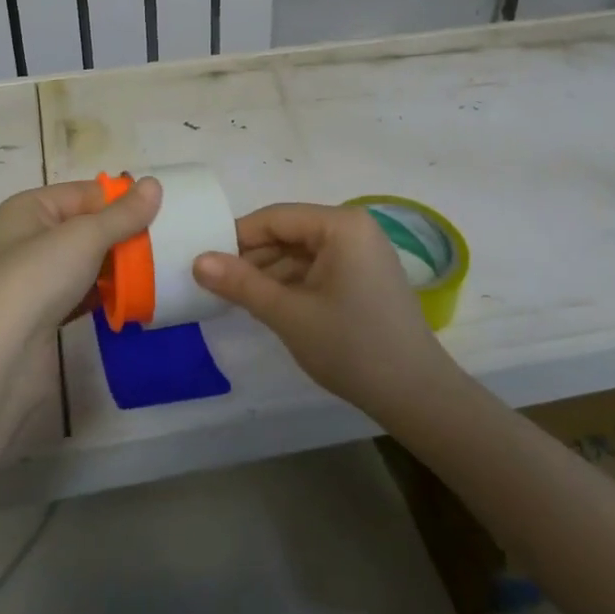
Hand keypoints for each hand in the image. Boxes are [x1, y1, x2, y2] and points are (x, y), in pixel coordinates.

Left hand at [0, 177, 161, 352]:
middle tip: (163, 244)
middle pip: (87, 227)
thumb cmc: (38, 279)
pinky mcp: (45, 313)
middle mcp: (29, 238)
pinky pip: (84, 293)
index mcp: (29, 208)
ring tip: (156, 270)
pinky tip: (134, 299)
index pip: (85, 193)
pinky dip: (107, 294)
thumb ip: (123, 213)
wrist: (0, 358)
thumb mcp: (85, 237)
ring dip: (119, 267)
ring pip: (88, 262)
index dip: (120, 201)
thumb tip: (154, 183)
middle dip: (123, 236)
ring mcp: (36, 278)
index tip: (160, 214)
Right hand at [194, 203, 459, 421]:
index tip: (204, 261)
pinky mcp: (364, 276)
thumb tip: (197, 260)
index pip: (275, 218)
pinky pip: (317, 268)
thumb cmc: (351, 346)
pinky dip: (291, 284)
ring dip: (269, 273)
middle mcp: (354, 228)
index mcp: (341, 225)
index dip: (236, 237)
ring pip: (300, 252)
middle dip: (252, 257)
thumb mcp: (288, 314)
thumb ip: (241, 283)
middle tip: (214, 284)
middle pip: (288, 233)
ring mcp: (362, 252)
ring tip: (234, 297)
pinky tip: (268, 304)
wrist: (416, 395)